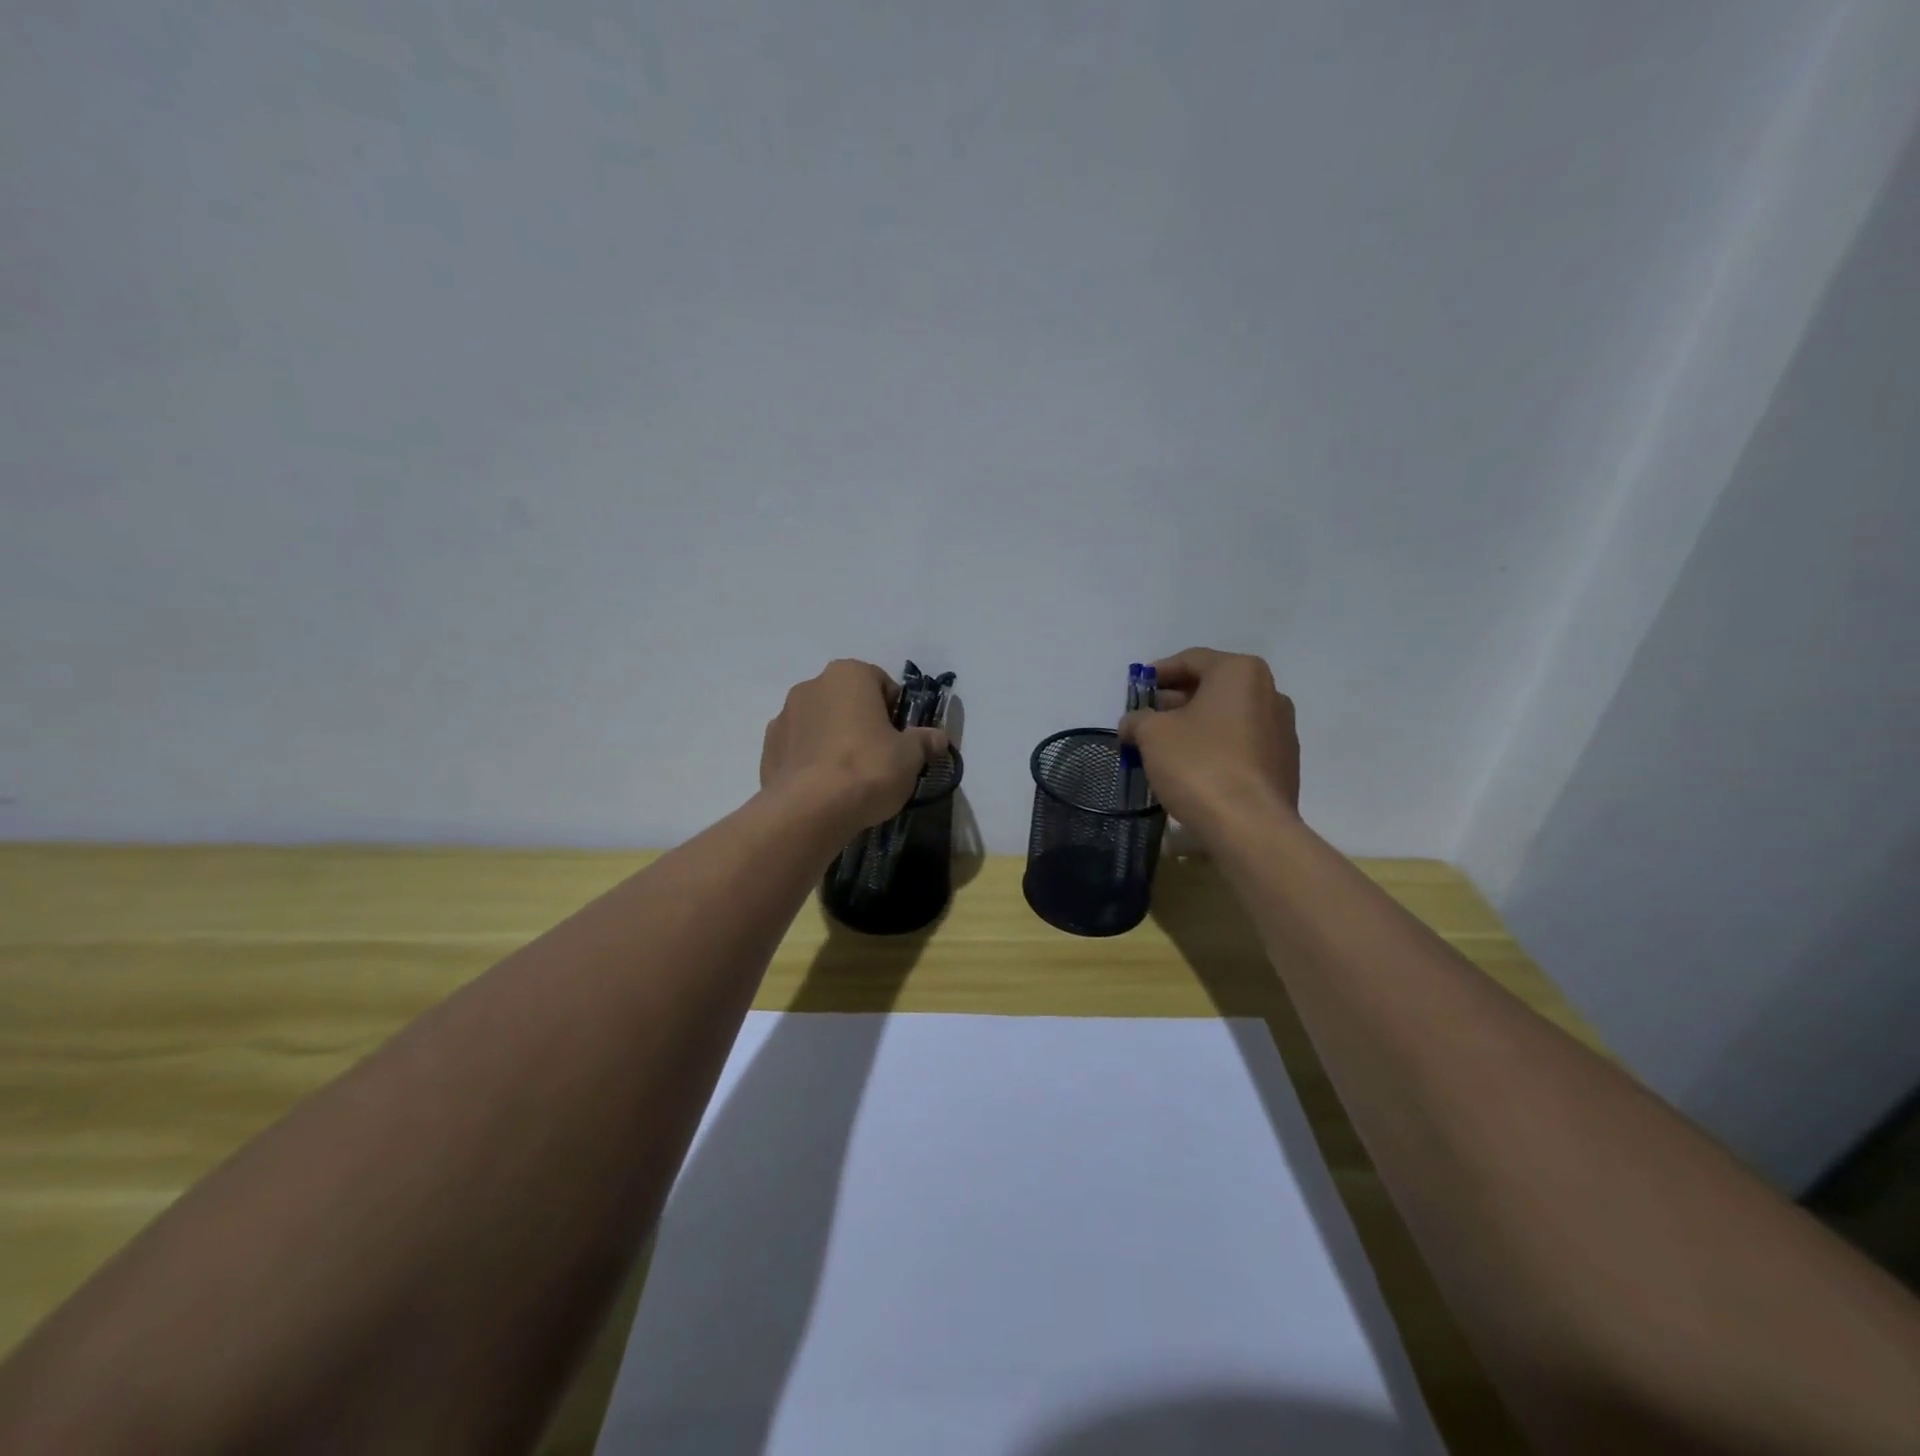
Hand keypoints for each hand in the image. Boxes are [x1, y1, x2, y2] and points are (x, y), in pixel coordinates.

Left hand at [760, 660, 948, 832]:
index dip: (896, 712)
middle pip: (848, 701)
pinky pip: (799, 748)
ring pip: (821, 724)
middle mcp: (812, 685)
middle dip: (863, 723)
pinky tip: (825, 788)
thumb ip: (924, 742)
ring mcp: (783, 716)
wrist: (808, 811)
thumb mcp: (909, 757)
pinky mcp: (767, 748)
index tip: (902, 740)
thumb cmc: (867, 769)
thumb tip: (938, 738)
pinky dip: (812, 761)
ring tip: (850, 778)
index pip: (882, 684)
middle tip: (880, 758)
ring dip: (835, 741)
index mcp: (849, 674)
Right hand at [1118, 648, 1299, 834]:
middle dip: (1176, 701)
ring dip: (1195, 725)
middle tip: (1146, 719)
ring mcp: (1282, 730)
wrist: (1250, 826)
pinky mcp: (1283, 764)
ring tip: (1164, 747)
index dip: (1158, 672)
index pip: (1191, 660)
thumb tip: (1132, 723)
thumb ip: (1138, 720)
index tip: (1136, 689)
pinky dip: (1215, 747)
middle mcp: (1269, 692)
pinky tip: (1192, 768)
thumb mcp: (1152, 735)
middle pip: (1212, 687)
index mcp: (1240, 673)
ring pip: (1228, 717)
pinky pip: (1241, 744)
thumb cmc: (1199, 765)